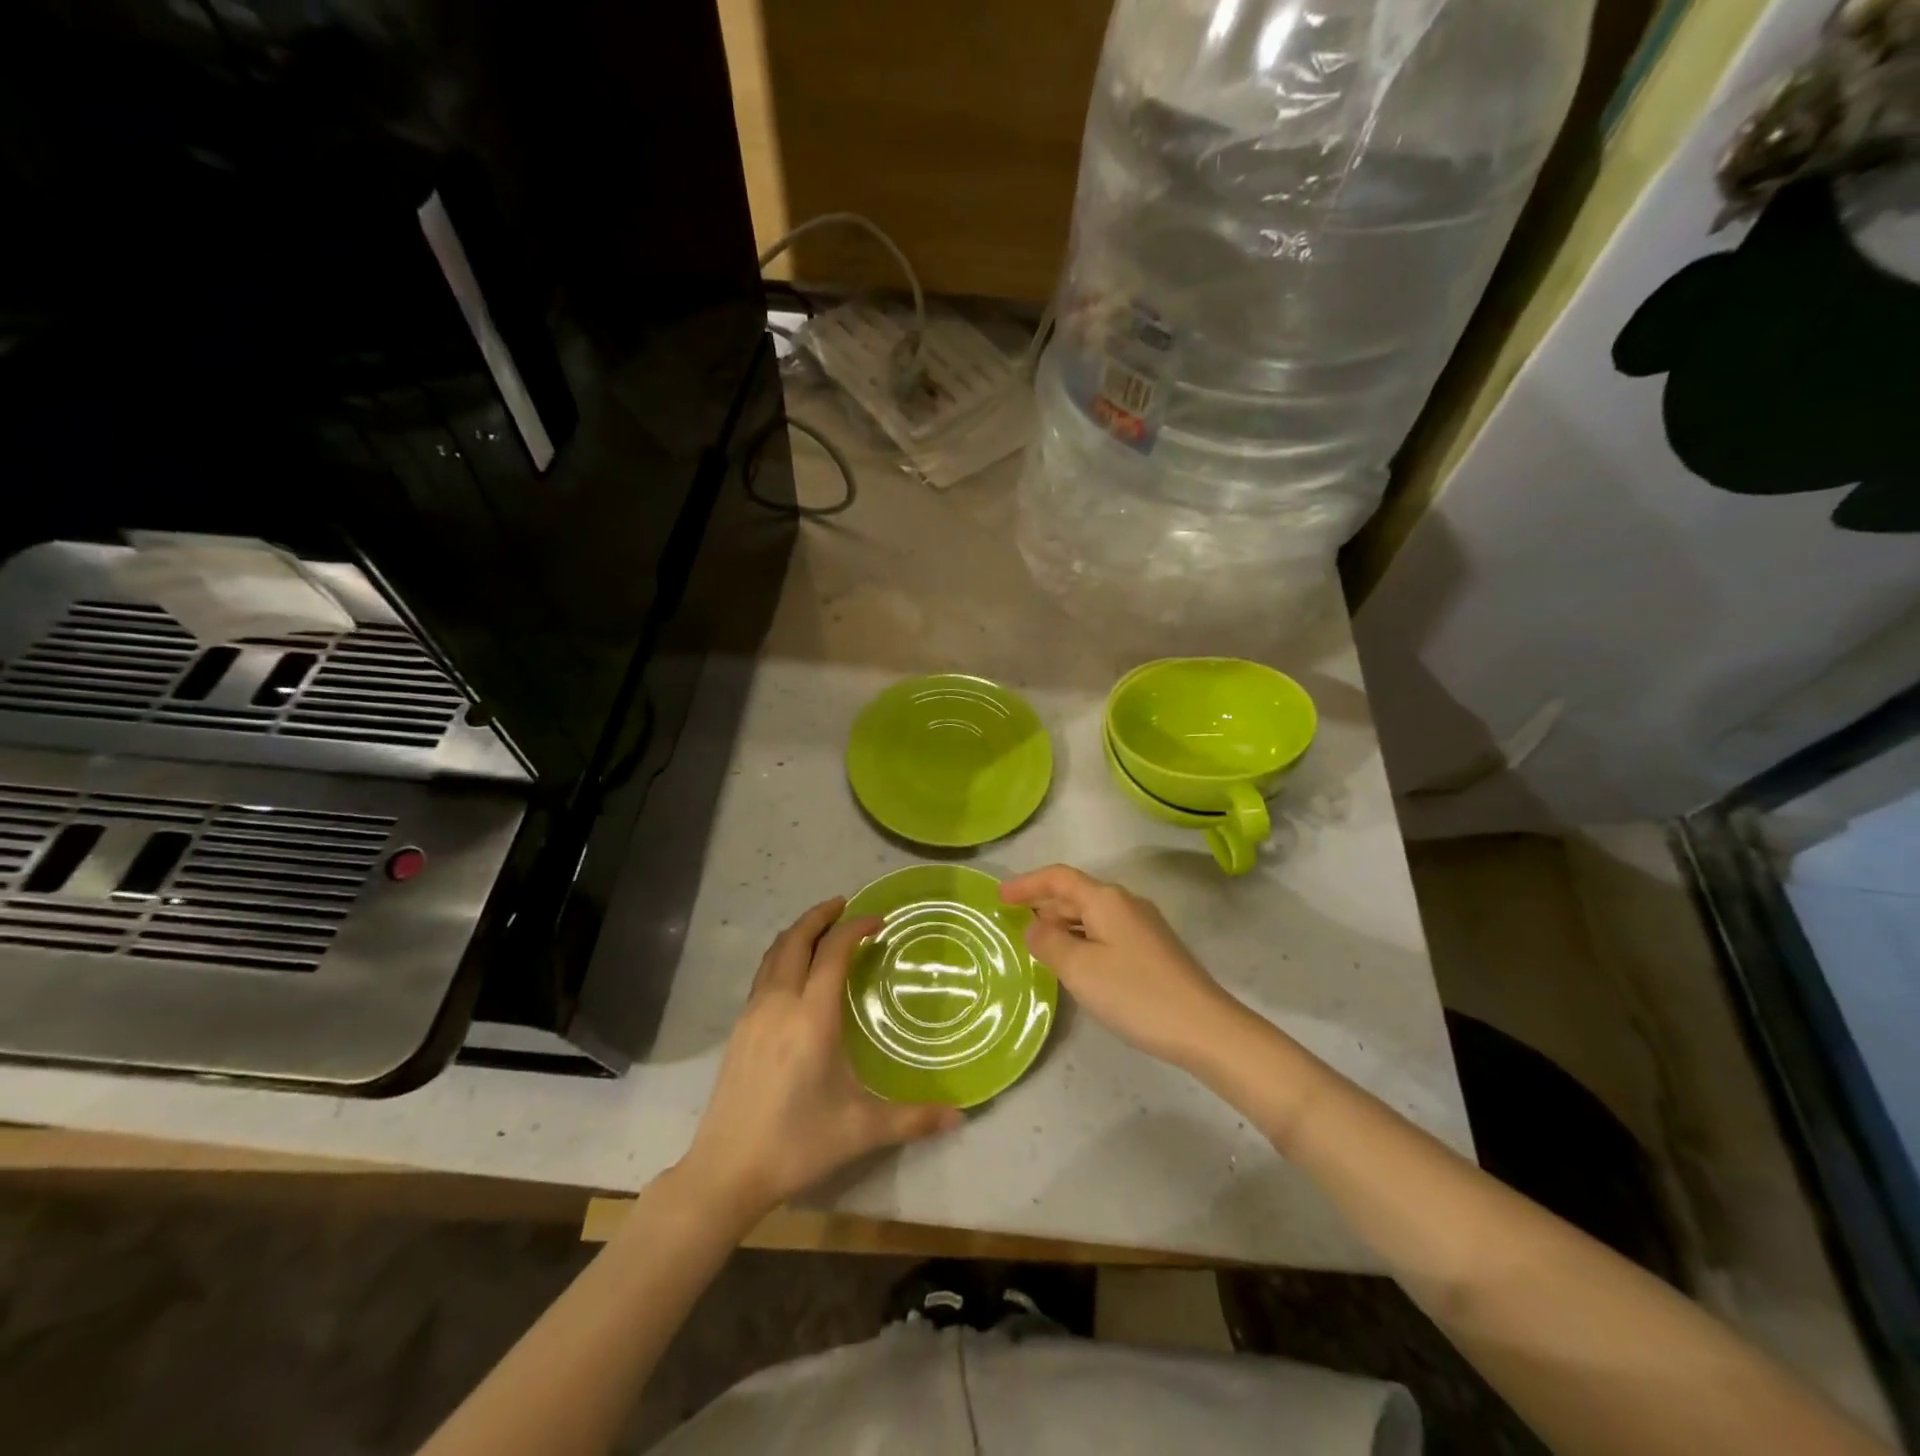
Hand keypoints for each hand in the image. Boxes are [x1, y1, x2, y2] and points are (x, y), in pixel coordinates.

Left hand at [681, 898, 961, 1221]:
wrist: (726, 1170)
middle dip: (821, 915)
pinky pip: (763, 973)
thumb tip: (959, 1117)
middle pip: (796, 939)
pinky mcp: (739, 1028)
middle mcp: (780, 1004)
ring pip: (774, 953)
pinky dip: (783, 955)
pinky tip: (795, 972)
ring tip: (822, 928)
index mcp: (811, 1017)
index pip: (833, 952)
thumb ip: (913, 1119)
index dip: (856, 928)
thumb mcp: (861, 1130)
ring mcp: (753, 1013)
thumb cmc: (798, 1143)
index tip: (878, 920)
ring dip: (799, 932)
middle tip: (846, 905)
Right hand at [1001, 865, 1241, 1067]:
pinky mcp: (1153, 949)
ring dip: (1062, 923)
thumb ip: (1049, 942)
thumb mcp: (1080, 969)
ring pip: (1091, 914)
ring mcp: (1143, 926)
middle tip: (1014, 924)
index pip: (1058, 878)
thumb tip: (1034, 926)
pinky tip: (1076, 963)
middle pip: (1076, 893)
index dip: (1027, 884)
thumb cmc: (1135, 993)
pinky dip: (1082, 938)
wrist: (1204, 1027)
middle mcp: (1126, 903)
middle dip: (1043, 904)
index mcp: (1106, 899)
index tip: (999, 897)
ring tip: (1039, 945)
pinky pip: (1106, 932)